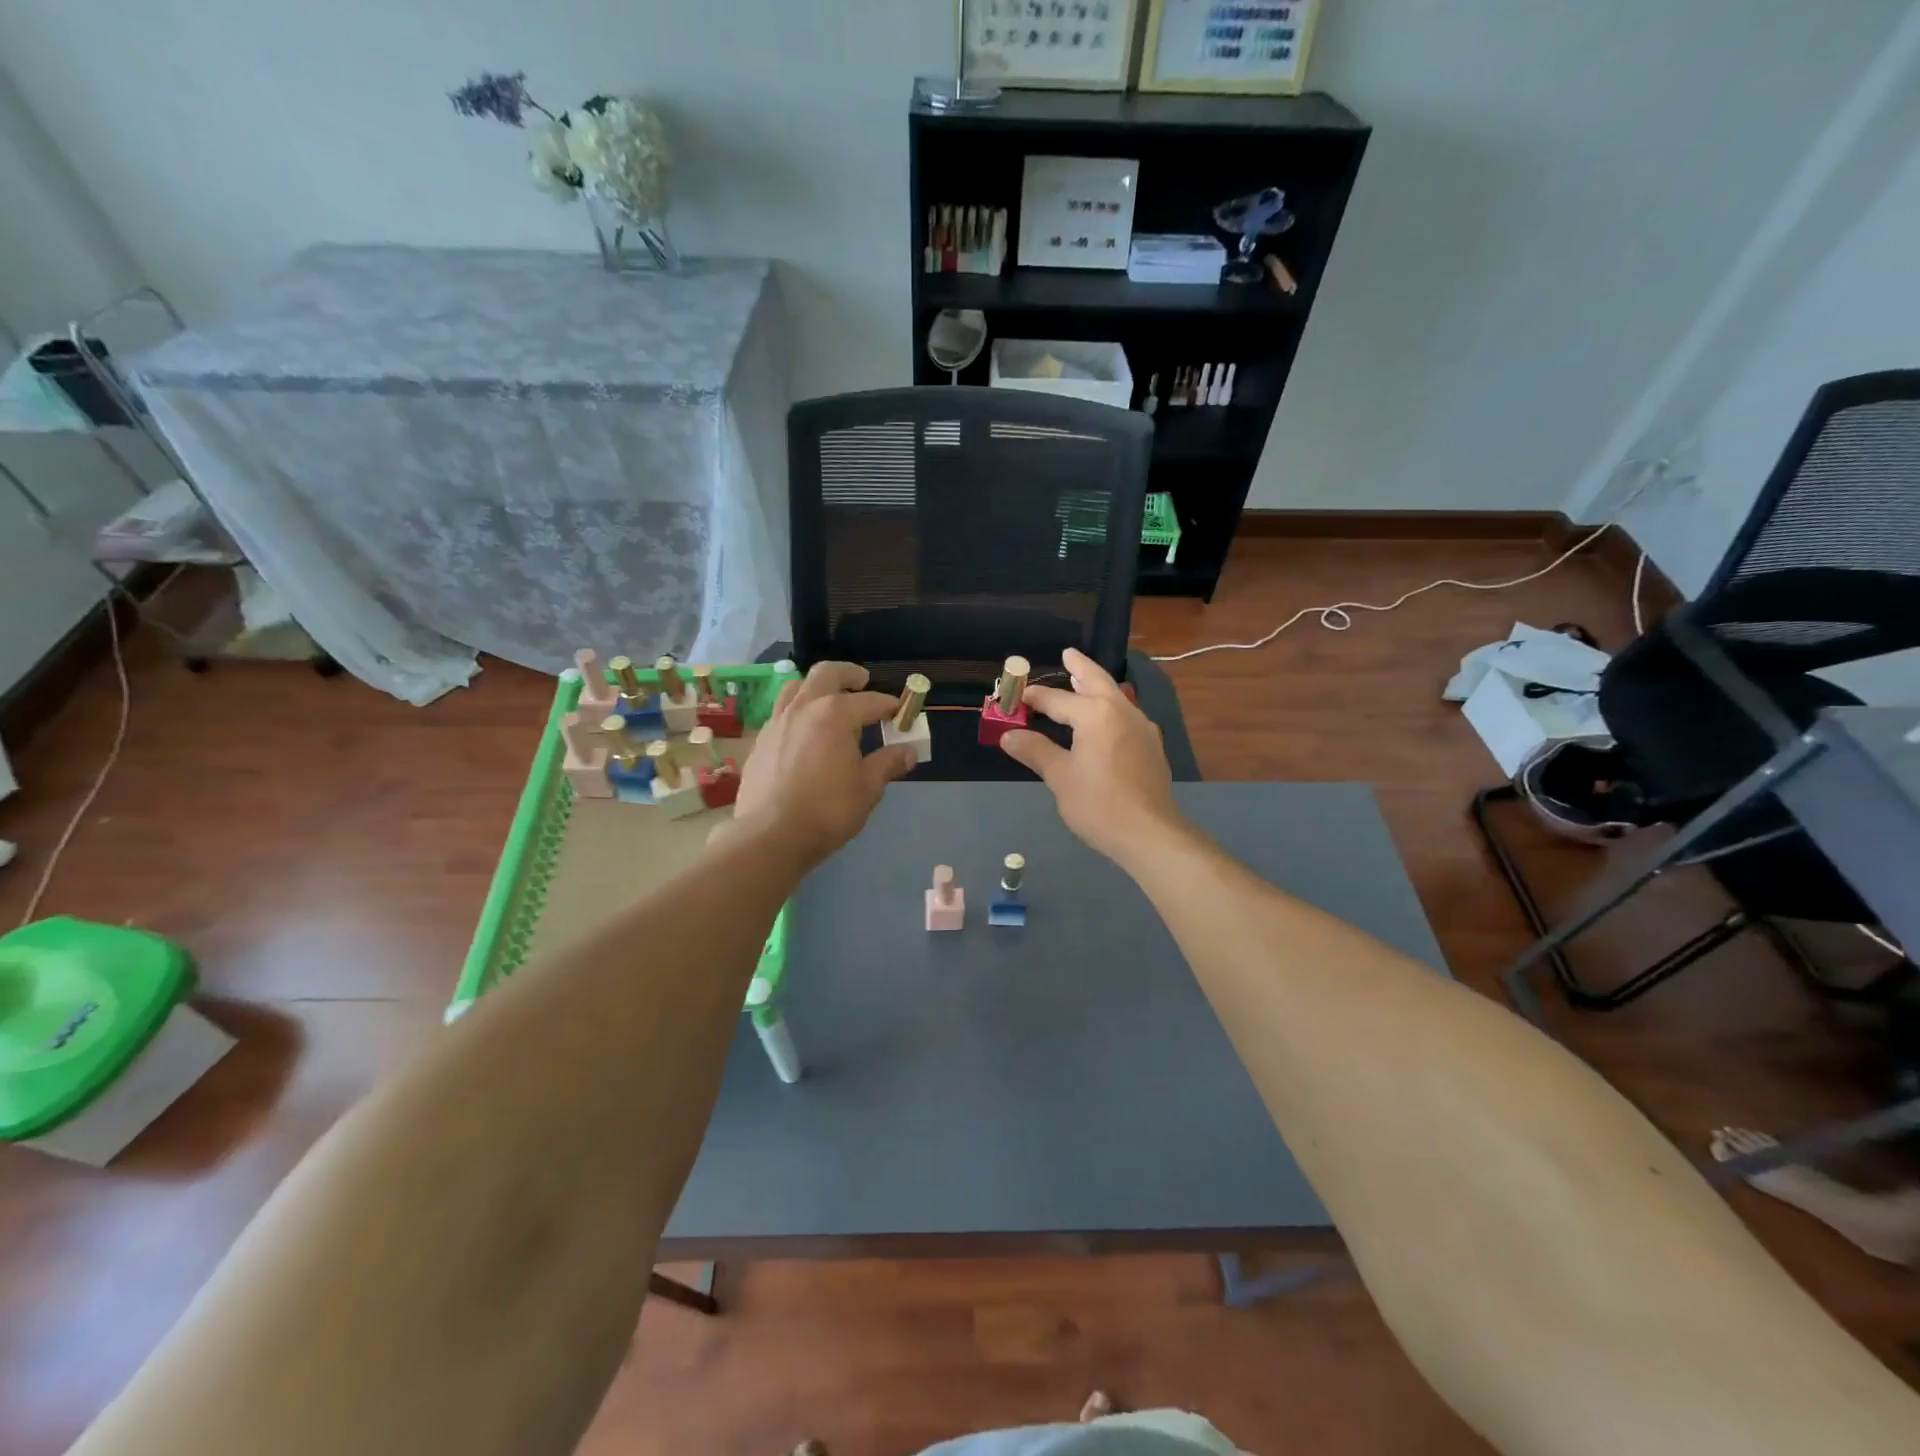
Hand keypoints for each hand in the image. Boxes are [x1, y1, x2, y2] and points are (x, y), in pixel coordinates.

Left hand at [731, 662, 917, 868]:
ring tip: (829, 700)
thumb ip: (888, 764)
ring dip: (817, 687)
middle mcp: (804, 708)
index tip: (902, 713)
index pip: (871, 701)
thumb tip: (908, 751)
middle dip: (849, 674)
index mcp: (835, 714)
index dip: (890, 705)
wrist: (770, 835)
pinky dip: (798, 711)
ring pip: (797, 687)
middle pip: (827, 673)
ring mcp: (777, 721)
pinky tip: (805, 732)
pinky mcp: (760, 740)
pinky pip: (781, 712)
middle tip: (862, 681)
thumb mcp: (868, 788)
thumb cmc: (827, 810)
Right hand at [999, 647, 1181, 867]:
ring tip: (1082, 682)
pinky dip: (1109, 707)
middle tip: (1068, 654)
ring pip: (1115, 696)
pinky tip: (1104, 720)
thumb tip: (1009, 735)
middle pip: (1097, 681)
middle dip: (1080, 667)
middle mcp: (1122, 711)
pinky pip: (1125, 715)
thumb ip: (1035, 751)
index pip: (1056, 699)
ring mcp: (1141, 727)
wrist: (1150, 834)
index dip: (1033, 698)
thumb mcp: (1060, 777)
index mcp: (1095, 714)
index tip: (1015, 696)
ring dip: (1097, 686)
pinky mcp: (1151, 746)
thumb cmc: (1099, 804)